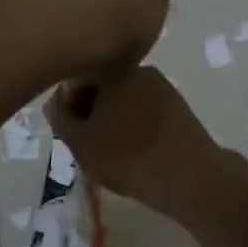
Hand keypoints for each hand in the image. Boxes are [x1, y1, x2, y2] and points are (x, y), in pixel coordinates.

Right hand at [45, 67, 228, 222]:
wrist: (190, 177)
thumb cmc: (127, 156)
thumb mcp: (81, 143)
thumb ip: (61, 118)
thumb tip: (56, 102)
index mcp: (113, 70)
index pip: (76, 80)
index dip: (67, 107)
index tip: (69, 134)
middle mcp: (140, 69)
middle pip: (102, 88)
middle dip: (91, 113)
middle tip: (88, 145)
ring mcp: (163, 87)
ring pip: (124, 101)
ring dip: (113, 121)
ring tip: (112, 152)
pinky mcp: (180, 107)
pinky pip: (145, 112)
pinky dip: (135, 127)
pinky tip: (136, 152)